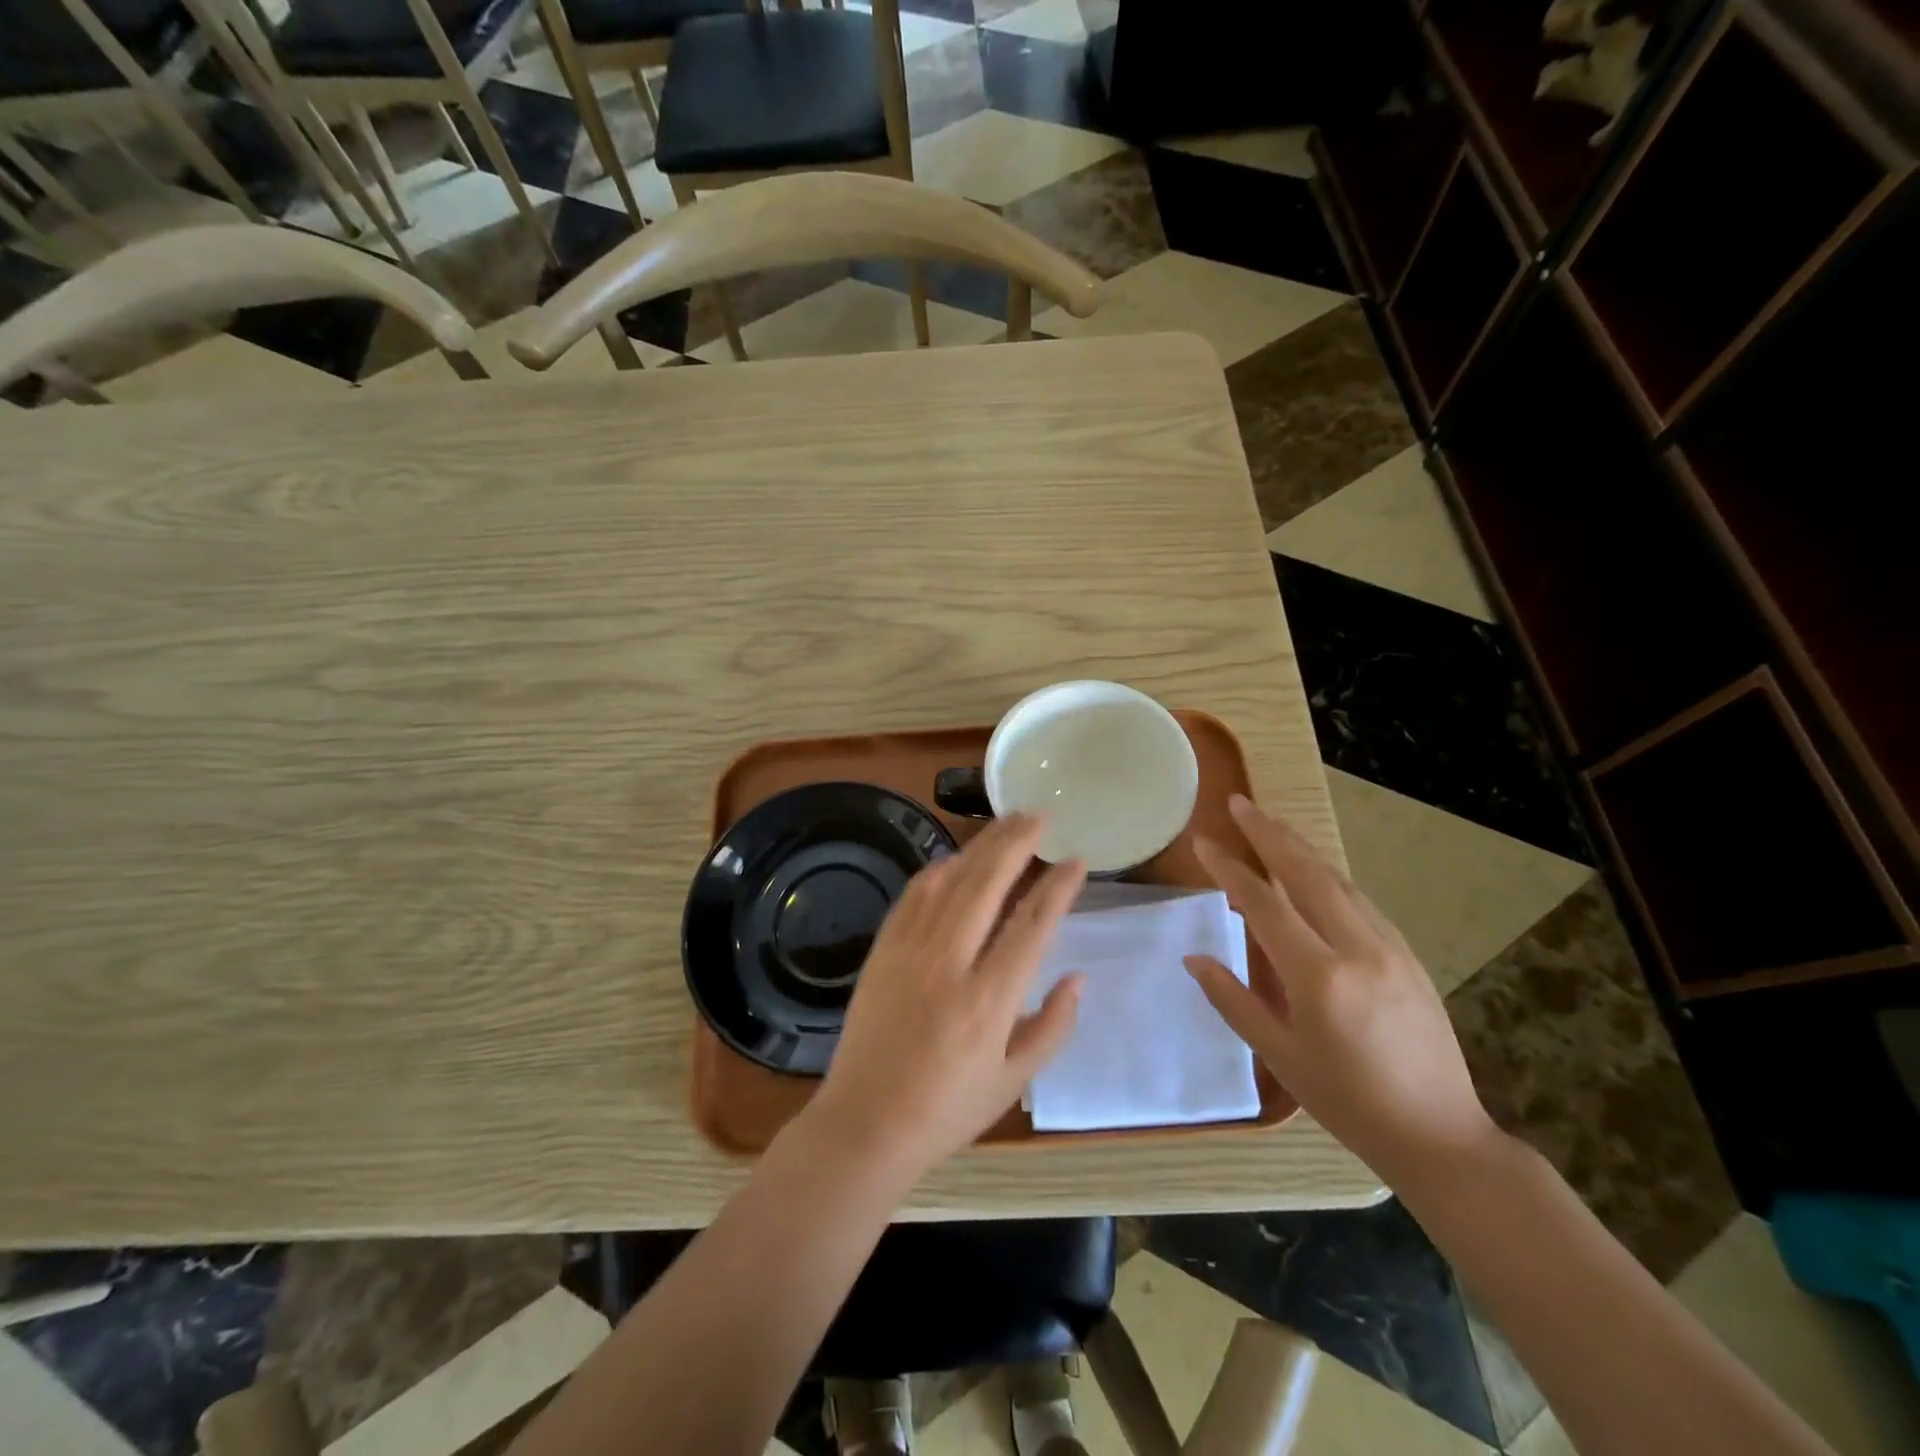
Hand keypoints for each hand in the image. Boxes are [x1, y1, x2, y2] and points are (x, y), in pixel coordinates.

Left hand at [803, 814, 1086, 1180]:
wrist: (865, 1123)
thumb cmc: (947, 1110)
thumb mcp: (1013, 1081)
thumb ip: (1053, 1027)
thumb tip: (1077, 977)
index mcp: (989, 1002)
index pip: (1033, 926)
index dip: (1058, 888)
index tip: (1077, 860)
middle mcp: (950, 964)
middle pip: (987, 885)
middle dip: (1016, 844)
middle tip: (1039, 816)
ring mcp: (910, 952)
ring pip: (950, 881)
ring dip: (980, 846)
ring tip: (1005, 823)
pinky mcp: (883, 950)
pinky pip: (913, 896)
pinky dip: (938, 870)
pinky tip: (955, 859)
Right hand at [1185, 795, 1498, 1186]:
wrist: (1439, 1136)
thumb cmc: (1347, 1103)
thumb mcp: (1280, 1056)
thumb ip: (1233, 1000)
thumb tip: (1194, 957)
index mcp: (1319, 978)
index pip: (1264, 905)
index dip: (1230, 869)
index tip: (1203, 843)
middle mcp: (1357, 950)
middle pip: (1306, 874)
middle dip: (1269, 834)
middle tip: (1239, 803)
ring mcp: (1390, 948)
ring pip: (1338, 880)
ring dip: (1300, 848)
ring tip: (1269, 824)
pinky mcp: (1408, 954)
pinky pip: (1360, 901)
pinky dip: (1328, 875)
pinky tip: (1312, 870)